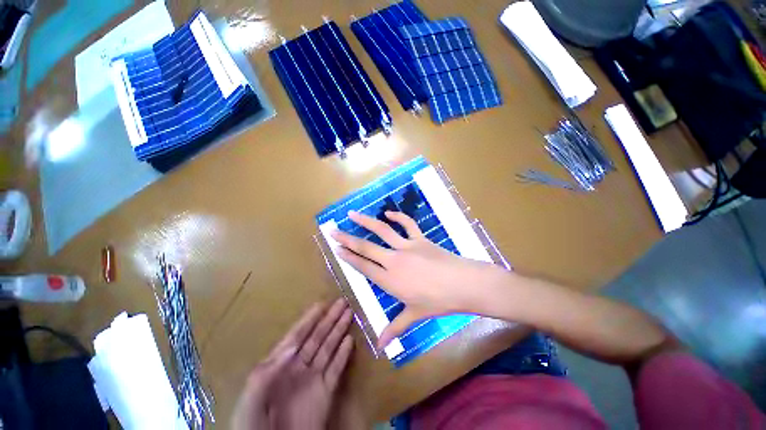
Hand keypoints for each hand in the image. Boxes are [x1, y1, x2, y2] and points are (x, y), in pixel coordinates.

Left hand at [232, 298, 353, 429]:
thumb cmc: (254, 428)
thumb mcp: (250, 400)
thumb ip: (266, 373)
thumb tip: (292, 347)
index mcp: (279, 366)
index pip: (296, 337)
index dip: (309, 320)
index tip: (321, 304)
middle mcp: (298, 367)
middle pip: (317, 337)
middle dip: (329, 319)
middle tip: (342, 302)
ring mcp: (313, 379)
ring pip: (329, 348)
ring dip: (339, 330)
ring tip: (349, 314)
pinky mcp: (326, 393)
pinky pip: (337, 369)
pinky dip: (344, 355)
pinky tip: (350, 340)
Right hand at [331, 211, 506, 349]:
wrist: (463, 284)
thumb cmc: (438, 302)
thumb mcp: (415, 315)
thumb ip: (395, 328)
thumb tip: (381, 346)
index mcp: (390, 280)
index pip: (363, 267)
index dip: (348, 257)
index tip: (336, 249)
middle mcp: (394, 261)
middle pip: (366, 248)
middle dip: (347, 239)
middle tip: (333, 230)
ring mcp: (407, 246)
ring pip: (382, 231)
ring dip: (366, 222)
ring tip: (352, 214)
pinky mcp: (420, 238)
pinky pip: (407, 224)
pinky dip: (397, 216)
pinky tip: (388, 212)